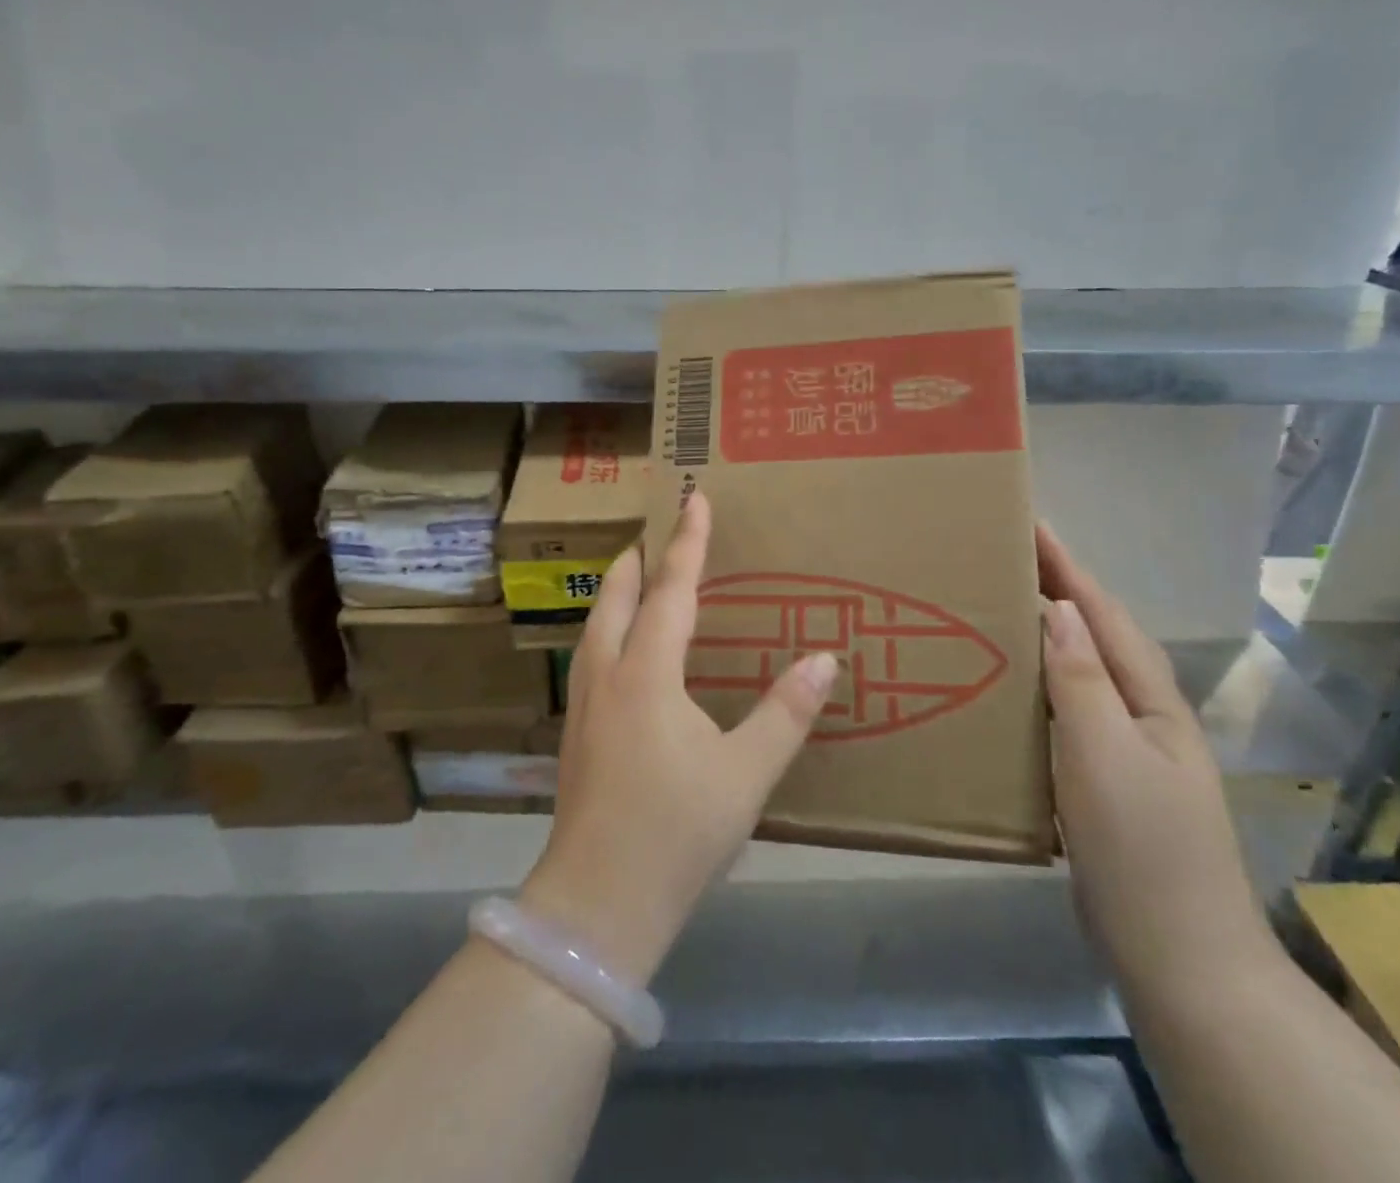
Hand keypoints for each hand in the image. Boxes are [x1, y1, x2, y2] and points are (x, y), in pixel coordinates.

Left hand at [520, 492, 838, 986]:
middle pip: (616, 594)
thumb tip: (825, 658)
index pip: (671, 589)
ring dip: (618, 589)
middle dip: (639, 556)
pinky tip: (623, 648)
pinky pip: (591, 652)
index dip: (688, 542)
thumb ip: (786, 713)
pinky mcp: (575, 730)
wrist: (597, 903)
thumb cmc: (676, 832)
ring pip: (596, 622)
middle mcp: (606, 673)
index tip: (695, 497)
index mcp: (646, 672)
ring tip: (641, 576)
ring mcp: (582, 702)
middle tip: (661, 531)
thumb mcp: (745, 774)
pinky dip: (610, 625)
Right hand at [1037, 523, 1278, 1005]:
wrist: (1179, 958)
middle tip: (1001, 557)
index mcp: (1149, 699)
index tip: (1029, 522)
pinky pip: (1062, 712)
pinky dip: (1035, 685)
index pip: (1102, 613)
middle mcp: (1139, 714)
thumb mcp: (1106, 754)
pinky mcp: (1099, 781)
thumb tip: (1059, 607)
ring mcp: (1122, 749)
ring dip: (1044, 634)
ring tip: (995, 607)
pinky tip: (1004, 688)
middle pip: (1095, 634)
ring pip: (1078, 672)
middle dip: (1056, 588)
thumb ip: (1081, 679)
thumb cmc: (1142, 848)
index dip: (1067, 566)